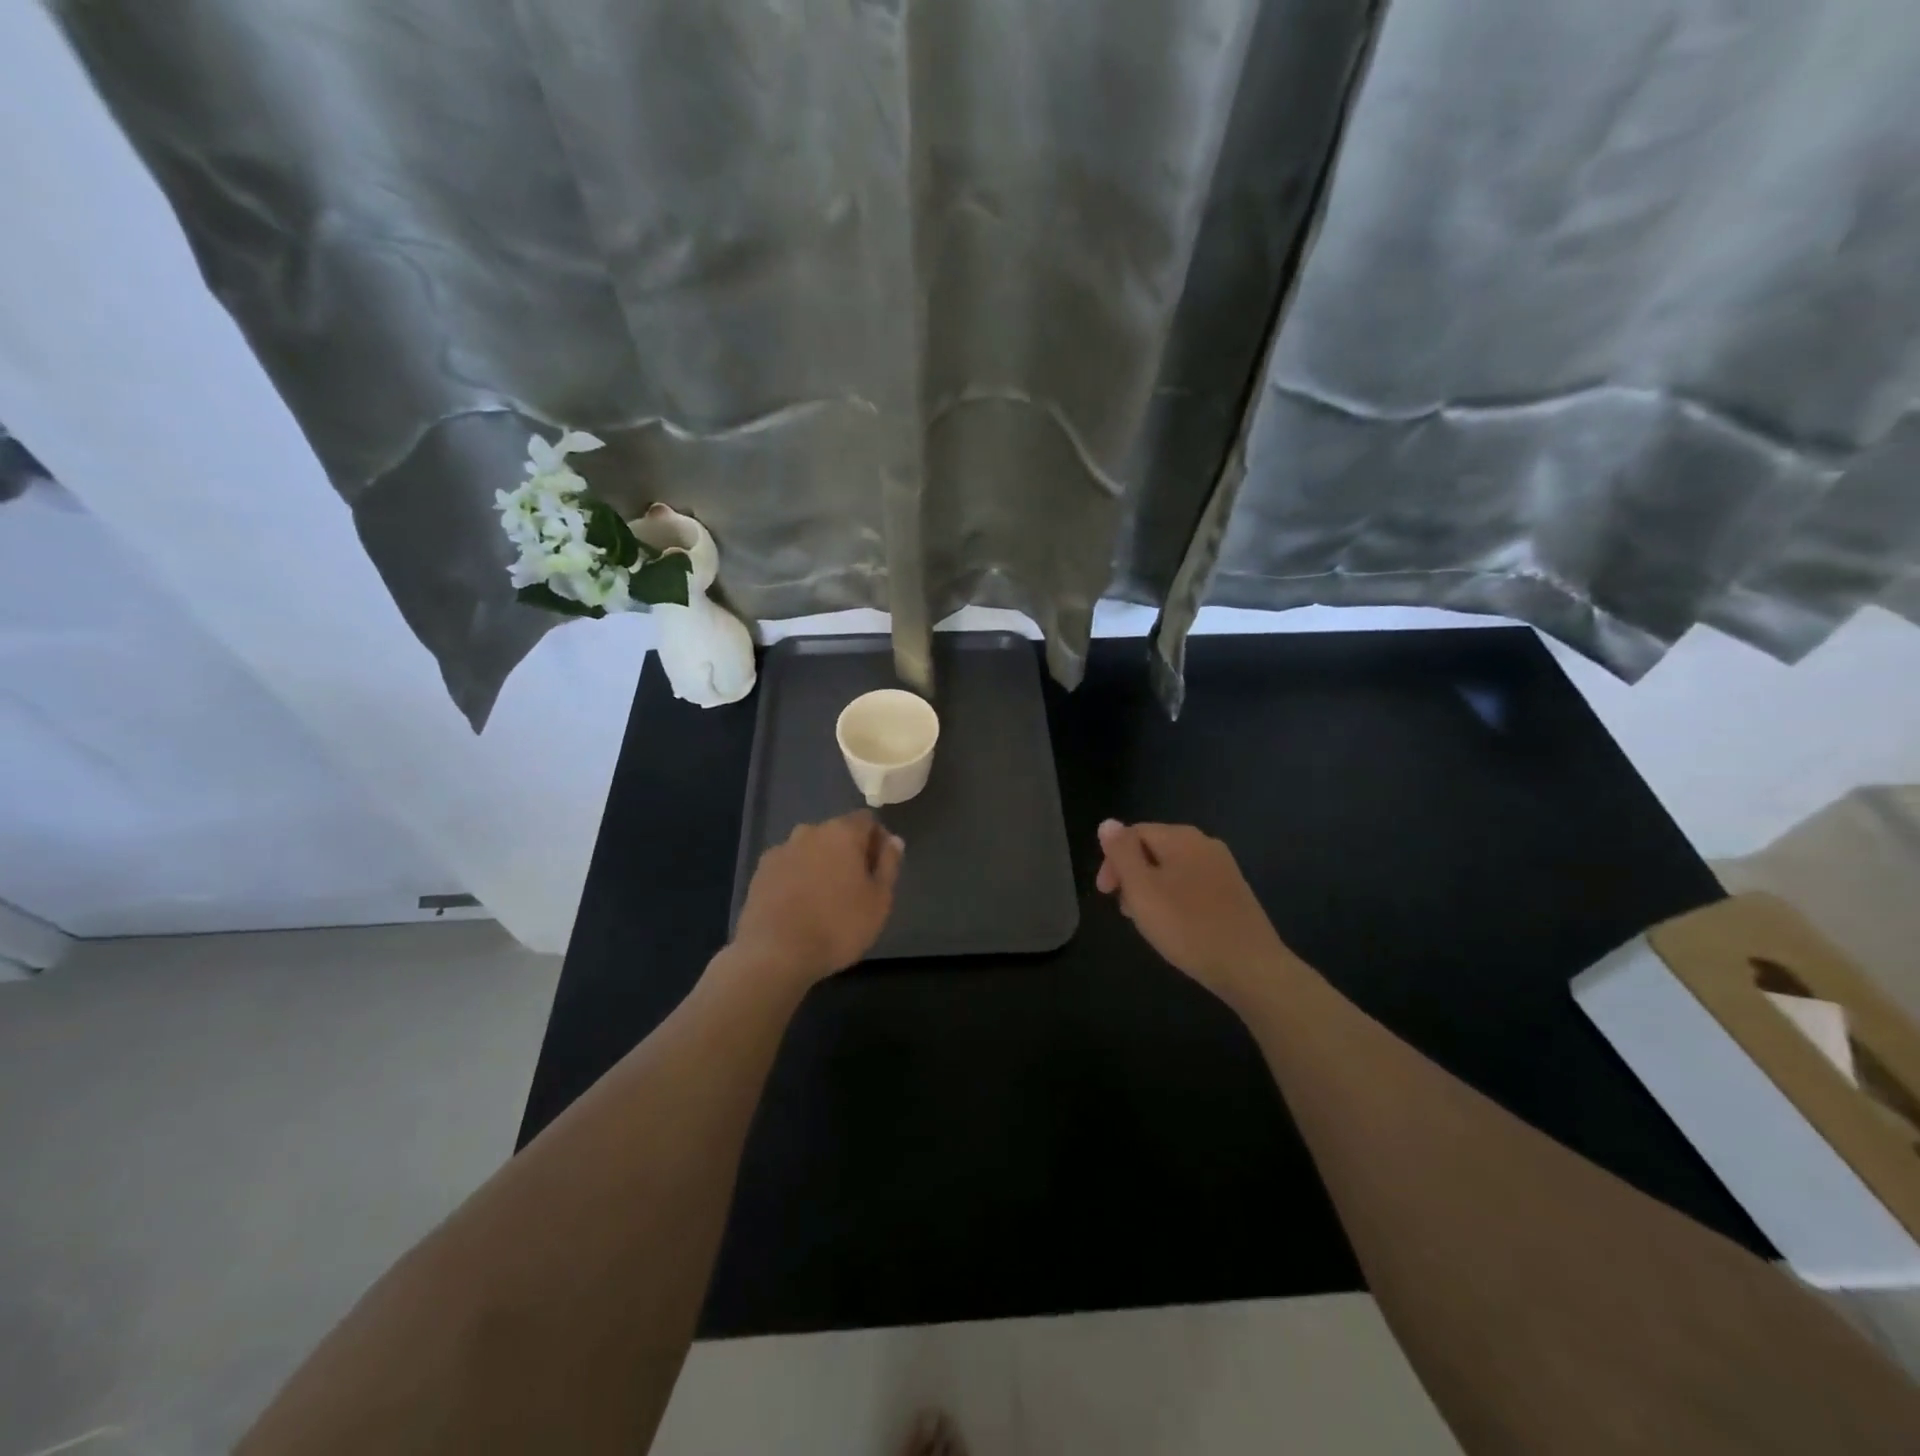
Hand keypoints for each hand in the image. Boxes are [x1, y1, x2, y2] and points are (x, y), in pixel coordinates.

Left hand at [731, 812, 903, 986]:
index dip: (877, 840)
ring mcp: (780, 851)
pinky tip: (800, 907)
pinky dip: (797, 878)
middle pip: (837, 833)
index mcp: (842, 832)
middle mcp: (809, 832)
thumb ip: (889, 864)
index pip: (867, 820)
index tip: (880, 869)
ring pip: (810, 850)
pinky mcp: (760, 872)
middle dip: (849, 852)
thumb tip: (893, 840)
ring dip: (821, 865)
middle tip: (856, 887)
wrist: (775, 954)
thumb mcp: (879, 900)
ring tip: (825, 900)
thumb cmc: (838, 926)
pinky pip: (788, 867)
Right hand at [1095, 820, 1298, 1007]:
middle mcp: (1204, 844)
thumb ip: (1122, 853)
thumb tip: (1108, 823)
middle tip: (1126, 911)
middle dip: (1132, 876)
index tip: (1106, 894)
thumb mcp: (1142, 889)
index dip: (1113, 860)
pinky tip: (1175, 926)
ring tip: (1147, 922)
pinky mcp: (1233, 892)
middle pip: (1153, 849)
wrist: (1250, 967)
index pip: (1133, 834)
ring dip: (1151, 890)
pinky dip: (1174, 899)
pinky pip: (1192, 885)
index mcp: (1181, 837)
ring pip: (1172, 869)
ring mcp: (1222, 868)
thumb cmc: (1187, 926)